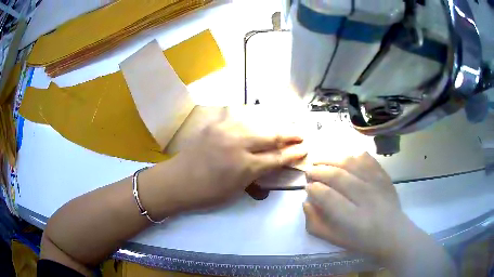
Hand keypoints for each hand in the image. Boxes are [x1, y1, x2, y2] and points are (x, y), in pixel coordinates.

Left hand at [164, 108, 306, 211]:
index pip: (277, 157)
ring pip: (257, 123)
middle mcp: (238, 144)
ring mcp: (225, 131)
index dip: (293, 154)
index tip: (304, 149)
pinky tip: (259, 119)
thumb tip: (273, 165)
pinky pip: (238, 117)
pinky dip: (252, 119)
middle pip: (271, 136)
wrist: (177, 181)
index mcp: (245, 166)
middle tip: (301, 134)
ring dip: (274, 125)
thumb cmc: (207, 193)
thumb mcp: (236, 190)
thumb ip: (257, 176)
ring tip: (285, 126)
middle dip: (290, 135)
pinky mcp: (215, 124)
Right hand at [303, 152, 407, 259]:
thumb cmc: (362, 241)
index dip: (314, 189)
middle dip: (319, 170)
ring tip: (320, 160)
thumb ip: (316, 224)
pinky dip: (353, 155)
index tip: (308, 187)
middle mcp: (367, 199)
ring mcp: (378, 184)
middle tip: (309, 171)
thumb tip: (306, 202)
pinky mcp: (384, 176)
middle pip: (338, 176)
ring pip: (351, 163)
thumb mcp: (335, 240)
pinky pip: (367, 159)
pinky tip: (344, 159)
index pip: (328, 197)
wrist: (393, 233)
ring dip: (332, 158)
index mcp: (353, 220)